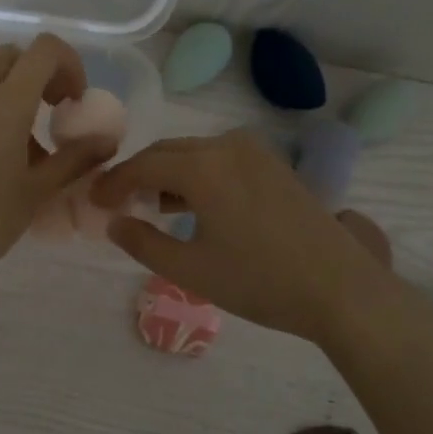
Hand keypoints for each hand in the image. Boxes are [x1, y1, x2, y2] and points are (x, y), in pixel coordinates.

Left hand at [0, 34, 114, 297]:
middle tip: (43, 116)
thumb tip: (106, 140)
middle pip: (7, 58)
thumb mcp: (37, 193)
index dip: (67, 64)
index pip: (43, 50)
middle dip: (32, 76)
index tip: (71, 101)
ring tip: (2, 155)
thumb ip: (75, 159)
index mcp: (4, 106)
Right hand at [90, 129, 407, 344]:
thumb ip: (144, 244)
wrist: (339, 287)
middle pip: (167, 152)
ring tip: (149, 208)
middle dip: (138, 175)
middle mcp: (227, 146)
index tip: (93, 202)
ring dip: (167, 175)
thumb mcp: (191, 270)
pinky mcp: (273, 165)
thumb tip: (114, 223)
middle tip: (115, 203)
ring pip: (194, 153)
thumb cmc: (259, 281)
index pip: (142, 165)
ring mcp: (255, 152)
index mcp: (202, 166)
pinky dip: (196, 176)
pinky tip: (190, 206)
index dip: (113, 183)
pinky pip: (219, 160)